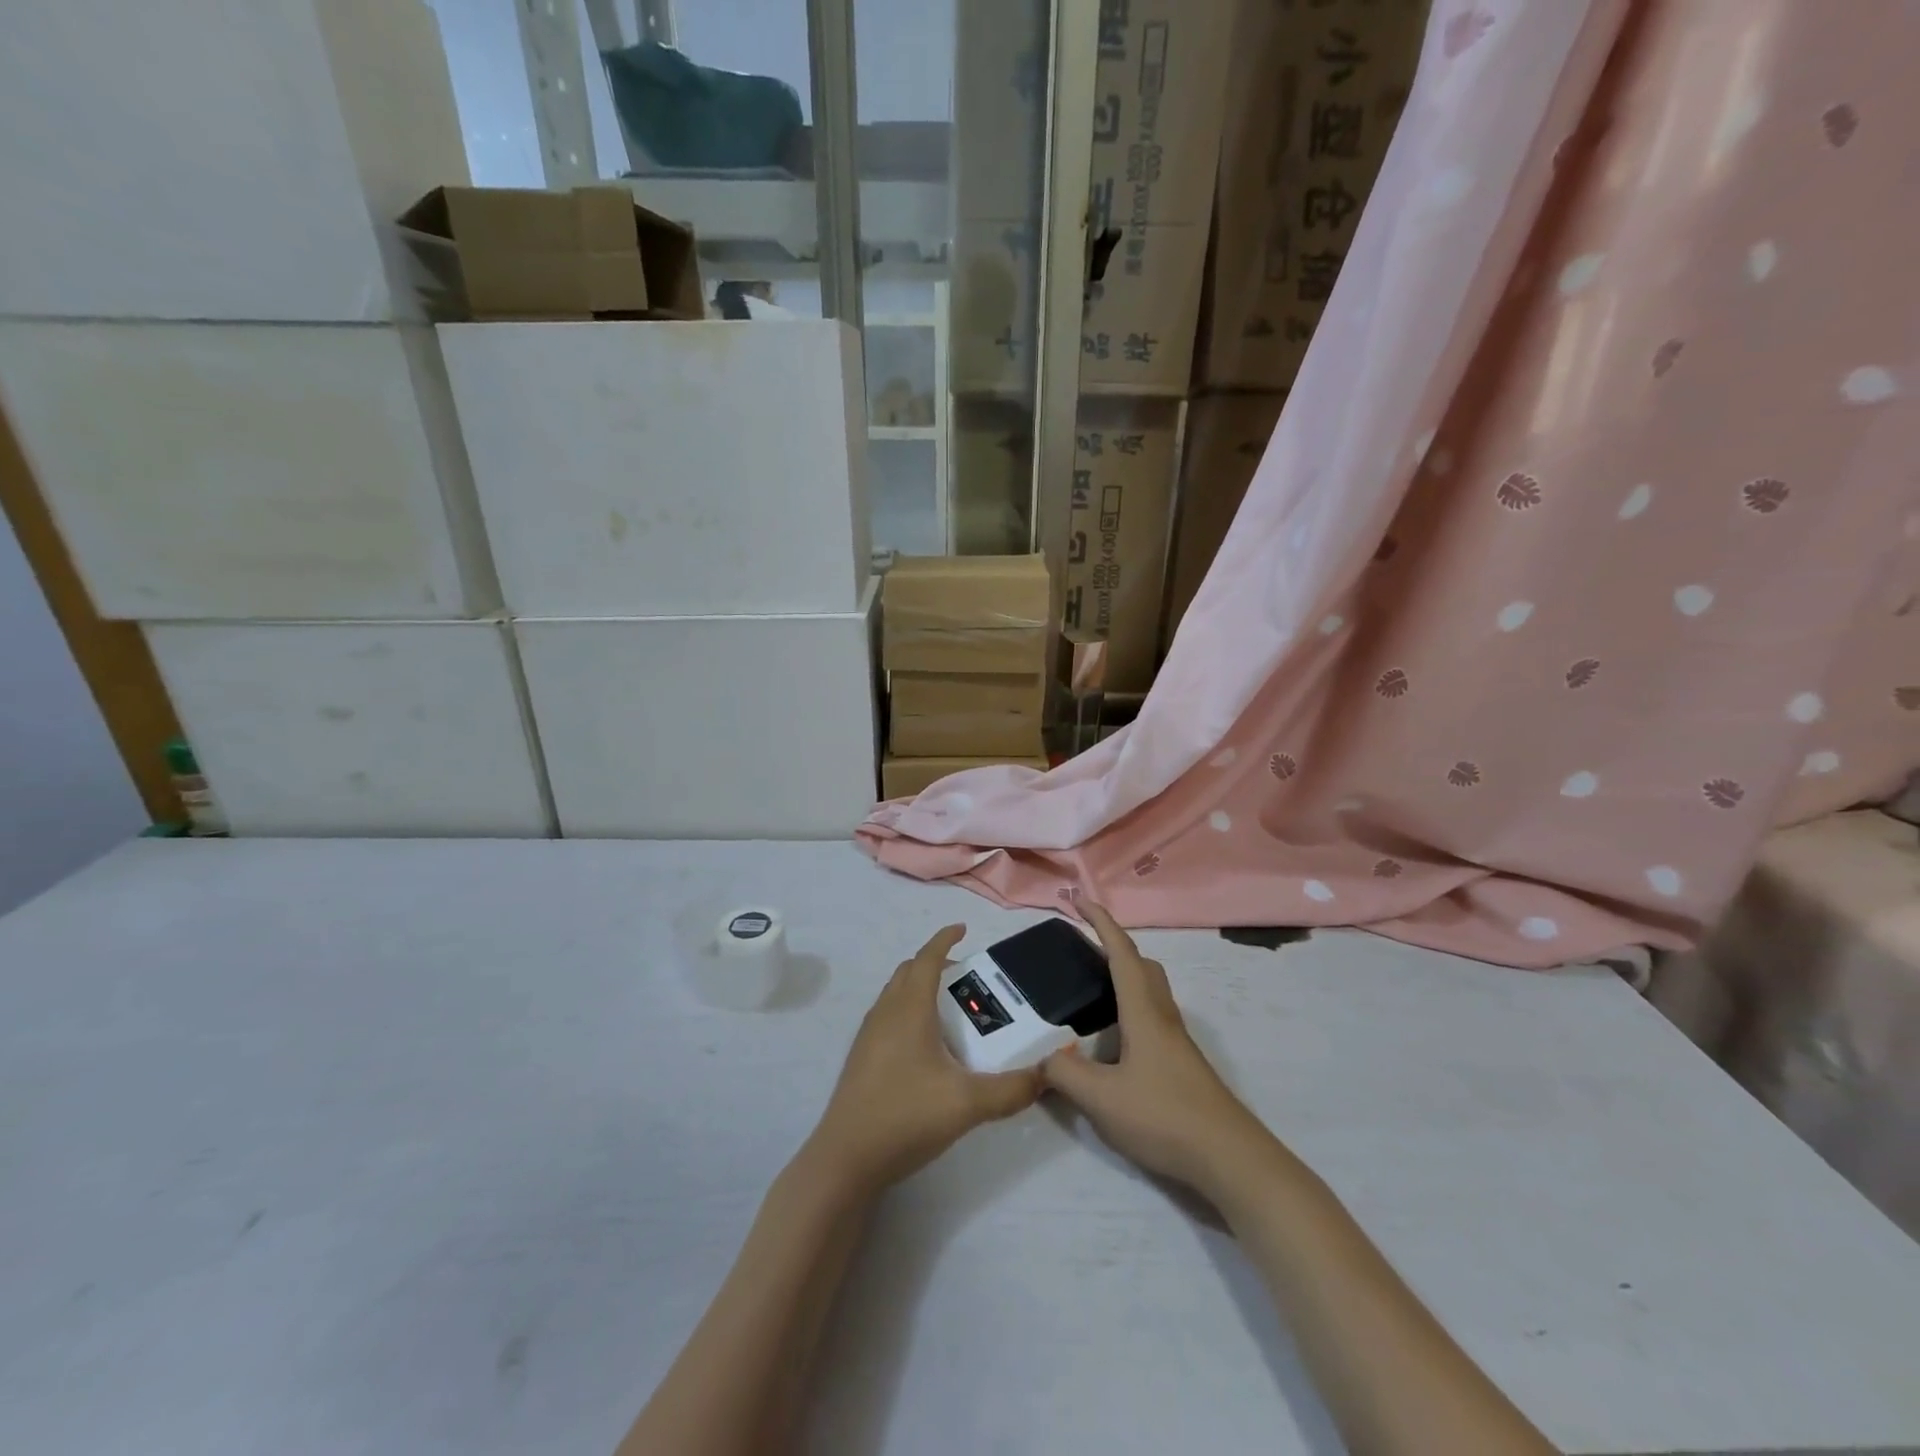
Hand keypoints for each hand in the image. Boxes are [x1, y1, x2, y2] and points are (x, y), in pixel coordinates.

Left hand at [805, 924, 1041, 1195]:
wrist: (846, 1159)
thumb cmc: (905, 1116)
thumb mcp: (967, 1104)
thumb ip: (1011, 1089)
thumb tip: (1047, 1075)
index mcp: (909, 1009)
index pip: (927, 958)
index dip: (945, 939)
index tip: (963, 929)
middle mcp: (886, 1013)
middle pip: (909, 971)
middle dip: (936, 964)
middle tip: (967, 978)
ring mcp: (869, 1035)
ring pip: (895, 994)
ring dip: (920, 987)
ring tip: (950, 1010)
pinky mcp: (862, 1058)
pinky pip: (888, 1016)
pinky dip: (908, 1010)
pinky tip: (926, 1046)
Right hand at [1042, 904, 1273, 1200]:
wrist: (1229, 1158)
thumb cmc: (1165, 1116)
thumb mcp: (1102, 1099)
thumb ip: (1064, 1074)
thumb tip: (1042, 1059)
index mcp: (1143, 1011)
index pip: (1121, 953)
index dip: (1101, 923)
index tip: (1080, 901)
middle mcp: (1162, 1017)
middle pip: (1142, 966)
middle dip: (1114, 948)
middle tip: (1083, 953)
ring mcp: (1176, 1042)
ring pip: (1150, 992)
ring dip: (1124, 980)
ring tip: (1091, 996)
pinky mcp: (1182, 1065)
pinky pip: (1152, 1019)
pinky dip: (1129, 1012)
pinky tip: (1113, 1044)